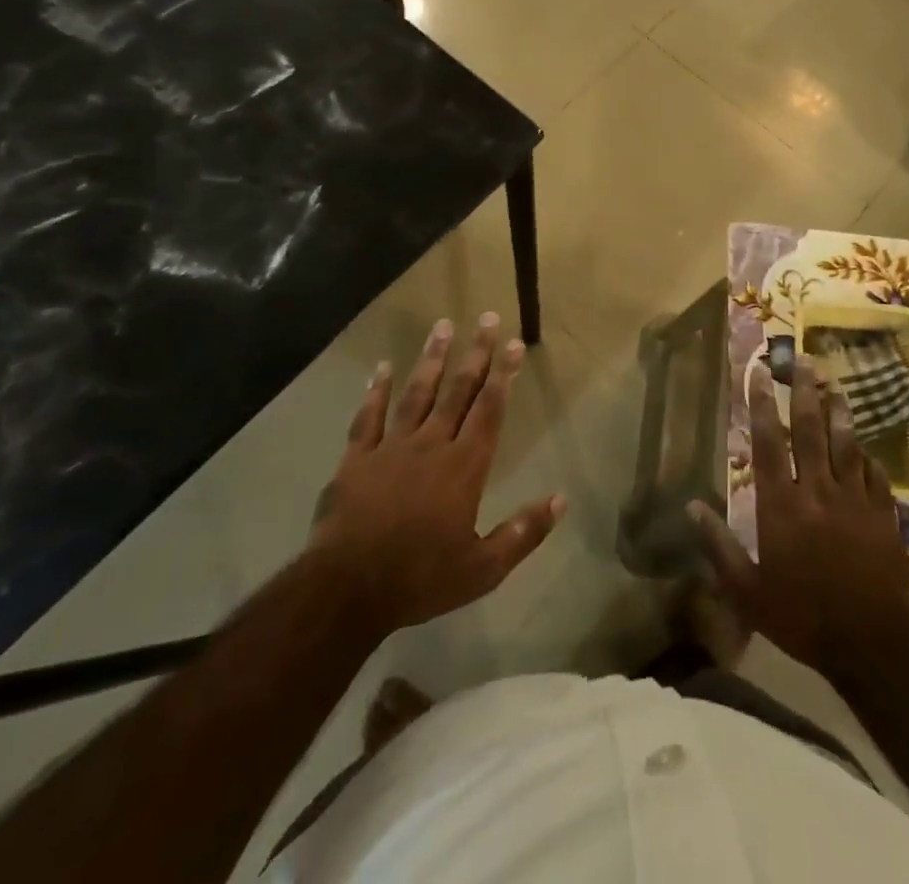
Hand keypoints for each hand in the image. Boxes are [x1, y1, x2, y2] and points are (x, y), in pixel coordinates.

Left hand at [305, 315, 564, 638]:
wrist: (347, 590)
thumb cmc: (420, 579)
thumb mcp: (483, 569)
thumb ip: (522, 533)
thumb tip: (561, 500)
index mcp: (464, 467)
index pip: (489, 409)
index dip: (503, 374)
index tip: (513, 343)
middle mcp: (431, 445)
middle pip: (458, 391)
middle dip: (475, 353)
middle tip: (485, 318)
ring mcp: (391, 448)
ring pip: (417, 393)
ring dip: (432, 358)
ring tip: (443, 325)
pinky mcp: (357, 458)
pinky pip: (368, 416)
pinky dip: (376, 390)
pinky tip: (383, 366)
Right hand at [691, 360, 908, 673]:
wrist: (872, 643)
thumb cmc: (801, 616)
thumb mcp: (747, 591)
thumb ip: (718, 546)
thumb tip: (691, 507)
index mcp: (781, 504)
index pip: (768, 442)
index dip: (761, 405)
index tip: (759, 373)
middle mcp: (817, 491)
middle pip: (811, 431)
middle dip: (804, 393)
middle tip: (803, 362)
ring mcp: (854, 501)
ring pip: (846, 446)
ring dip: (839, 414)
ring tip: (835, 388)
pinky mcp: (883, 517)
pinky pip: (875, 477)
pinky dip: (867, 458)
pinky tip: (865, 448)